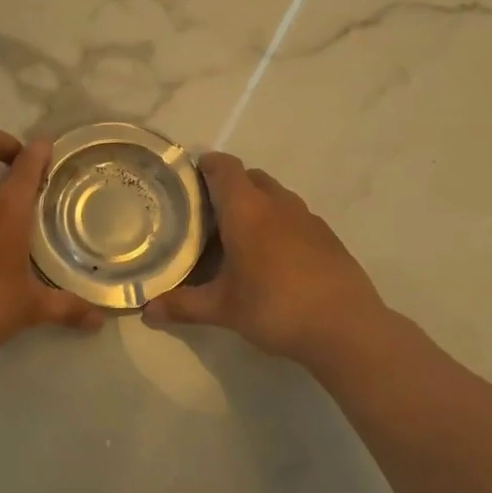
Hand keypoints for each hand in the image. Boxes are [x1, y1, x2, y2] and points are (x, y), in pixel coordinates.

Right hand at [141, 152, 386, 365]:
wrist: (345, 327)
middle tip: (210, 214)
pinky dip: (281, 225)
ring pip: (276, 196)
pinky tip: (275, 259)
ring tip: (241, 237)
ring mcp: (307, 218)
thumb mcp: (222, 309)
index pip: (224, 167)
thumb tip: (146, 311)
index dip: (207, 165)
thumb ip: (183, 305)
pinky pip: (296, 217)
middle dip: (230, 187)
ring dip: (257, 205)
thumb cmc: (274, 307)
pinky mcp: (328, 236)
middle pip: (251, 177)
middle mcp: (277, 203)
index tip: (191, 178)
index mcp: (246, 209)